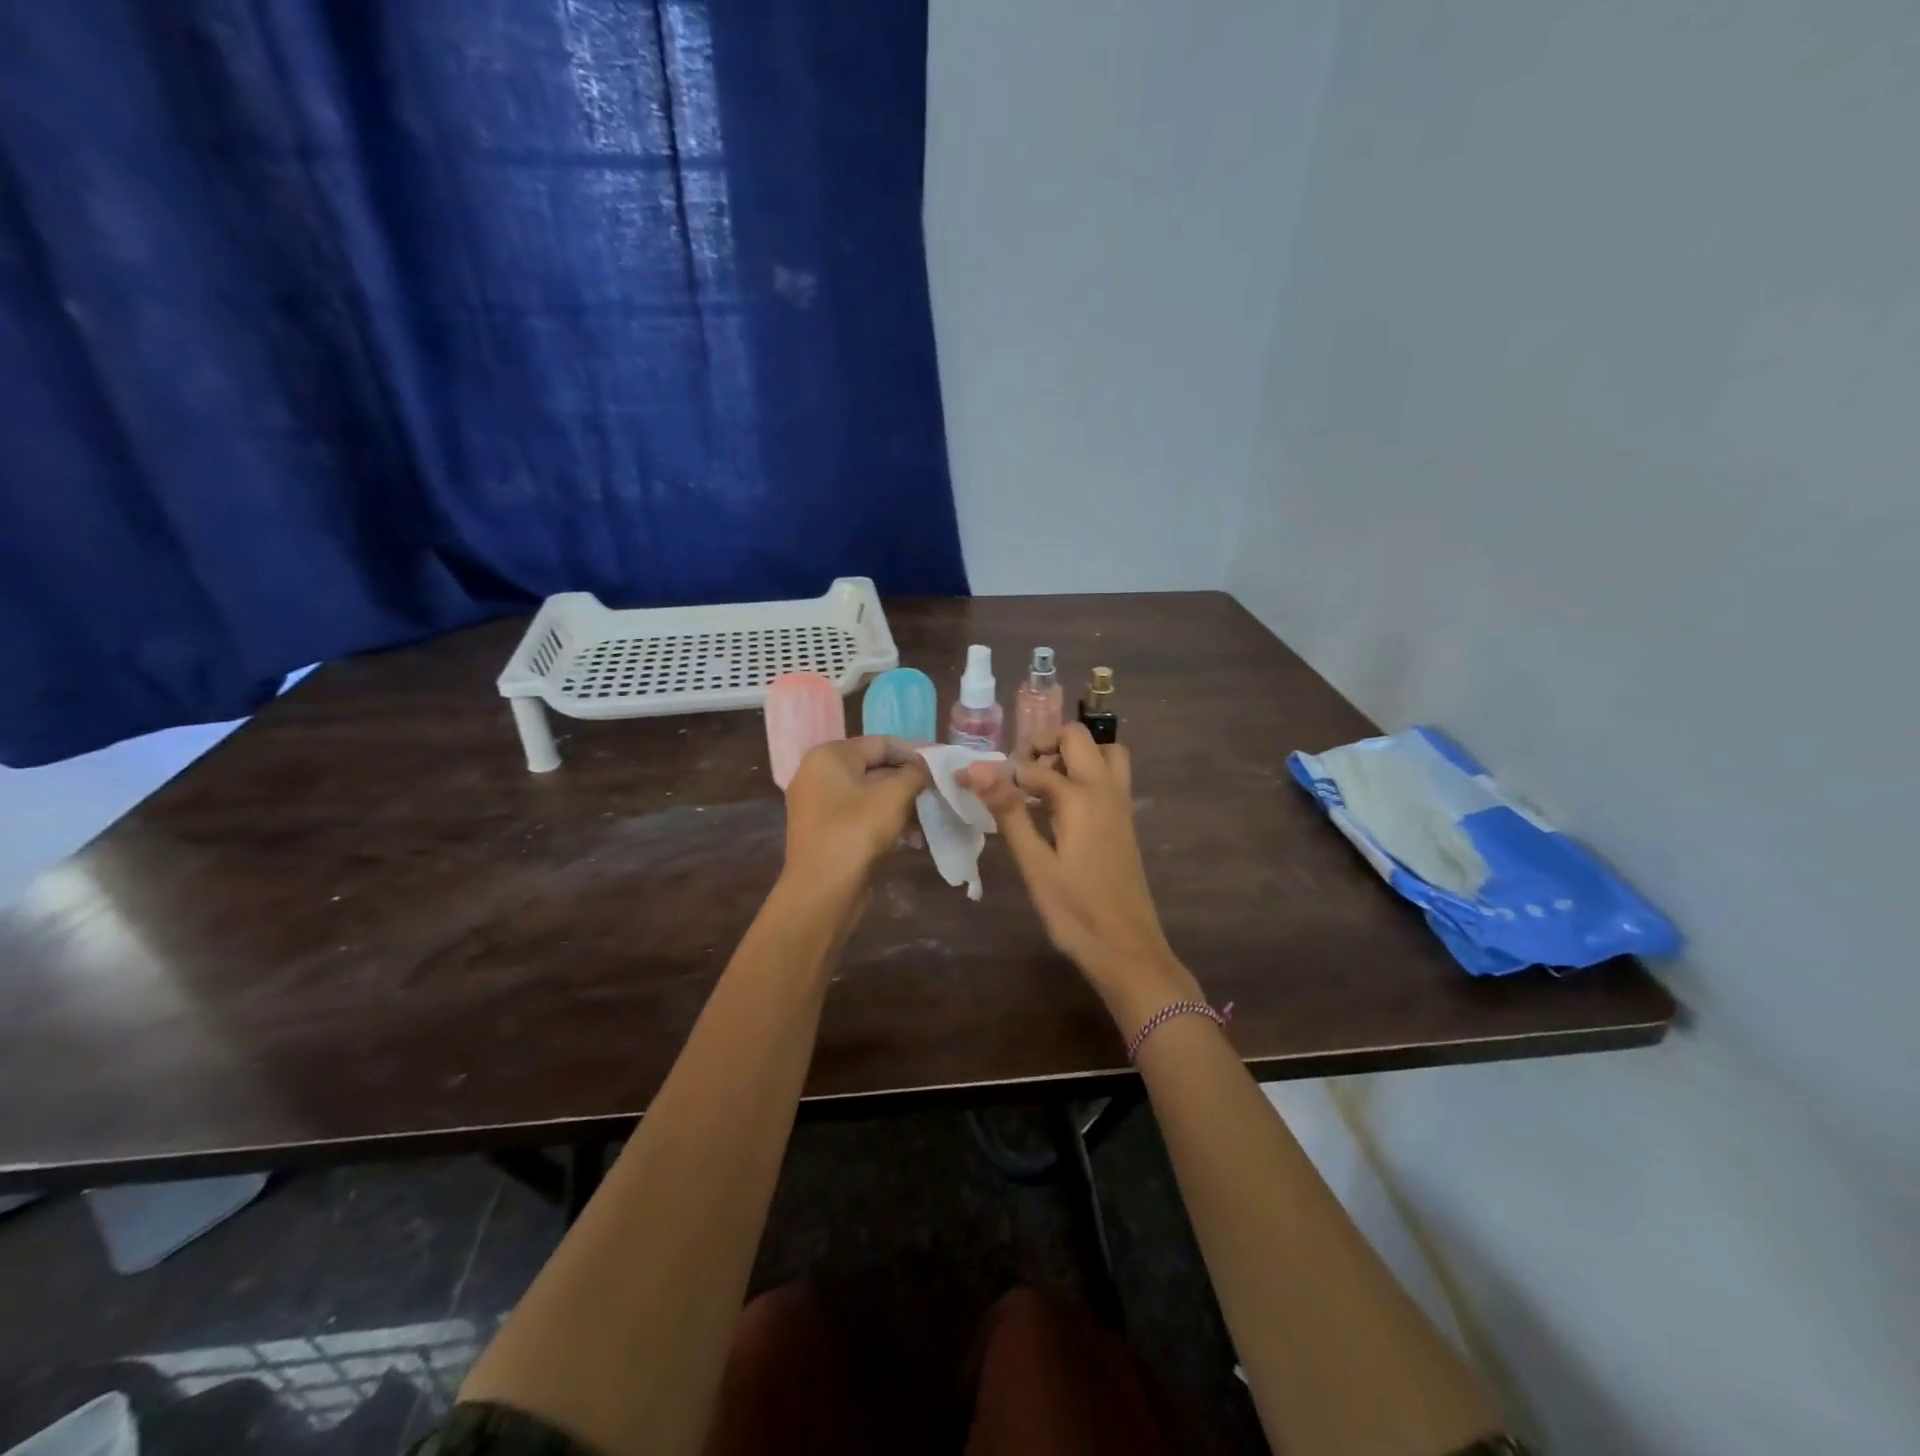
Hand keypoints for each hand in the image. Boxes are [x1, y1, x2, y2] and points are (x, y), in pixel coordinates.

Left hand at [781, 737, 929, 900]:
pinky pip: (863, 817)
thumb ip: (916, 773)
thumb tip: (930, 765)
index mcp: (829, 756)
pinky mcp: (827, 832)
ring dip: (904, 805)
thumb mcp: (893, 796)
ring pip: (871, 796)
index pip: (881, 743)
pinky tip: (915, 838)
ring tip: (933, 816)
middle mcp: (819, 774)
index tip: (944, 761)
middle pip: (876, 768)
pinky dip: (888, 822)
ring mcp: (820, 805)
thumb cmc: (856, 832)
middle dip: (911, 781)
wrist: (822, 893)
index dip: (916, 751)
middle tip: (943, 789)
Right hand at [962, 724, 1199, 1027]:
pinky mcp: (1125, 820)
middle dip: (1043, 743)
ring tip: (1042, 781)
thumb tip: (978, 770)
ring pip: (1104, 752)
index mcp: (1081, 798)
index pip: (1032, 766)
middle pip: (1078, 737)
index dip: (997, 770)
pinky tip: (1061, 804)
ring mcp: (1120, 803)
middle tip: (1016, 772)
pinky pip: (1109, 775)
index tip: (969, 779)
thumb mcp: (1035, 864)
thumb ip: (1009, 812)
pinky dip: (1086, 771)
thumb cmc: (1075, 912)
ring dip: (1073, 754)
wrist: (1127, 949)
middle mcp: (1105, 790)